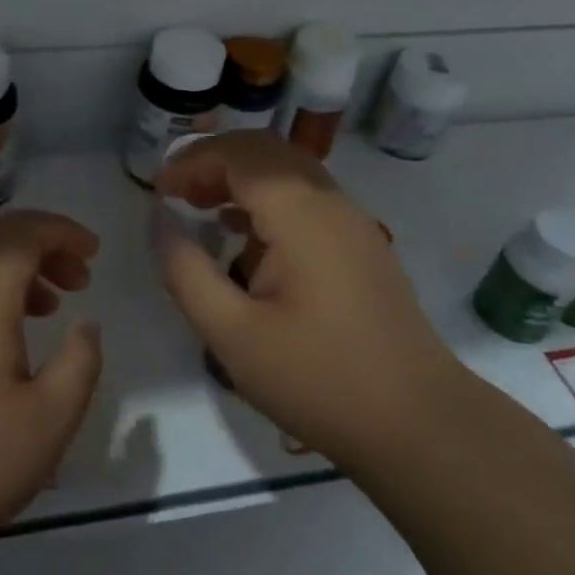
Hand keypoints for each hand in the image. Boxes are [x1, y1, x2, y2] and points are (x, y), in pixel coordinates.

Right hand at [155, 131, 455, 473]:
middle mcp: (331, 202)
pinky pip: (308, 199)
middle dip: (215, 161)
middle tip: (177, 193)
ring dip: (242, 178)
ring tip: (201, 208)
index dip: (192, 161)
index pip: (239, 155)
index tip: (158, 190)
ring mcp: (353, 222)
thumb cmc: (317, 378)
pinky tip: (245, 236)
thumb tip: (160, 221)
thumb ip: (186, 271)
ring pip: (290, 171)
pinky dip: (268, 200)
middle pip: (266, 151)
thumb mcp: (232, 334)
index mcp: (301, 213)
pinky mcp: (362, 246)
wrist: (417, 422)